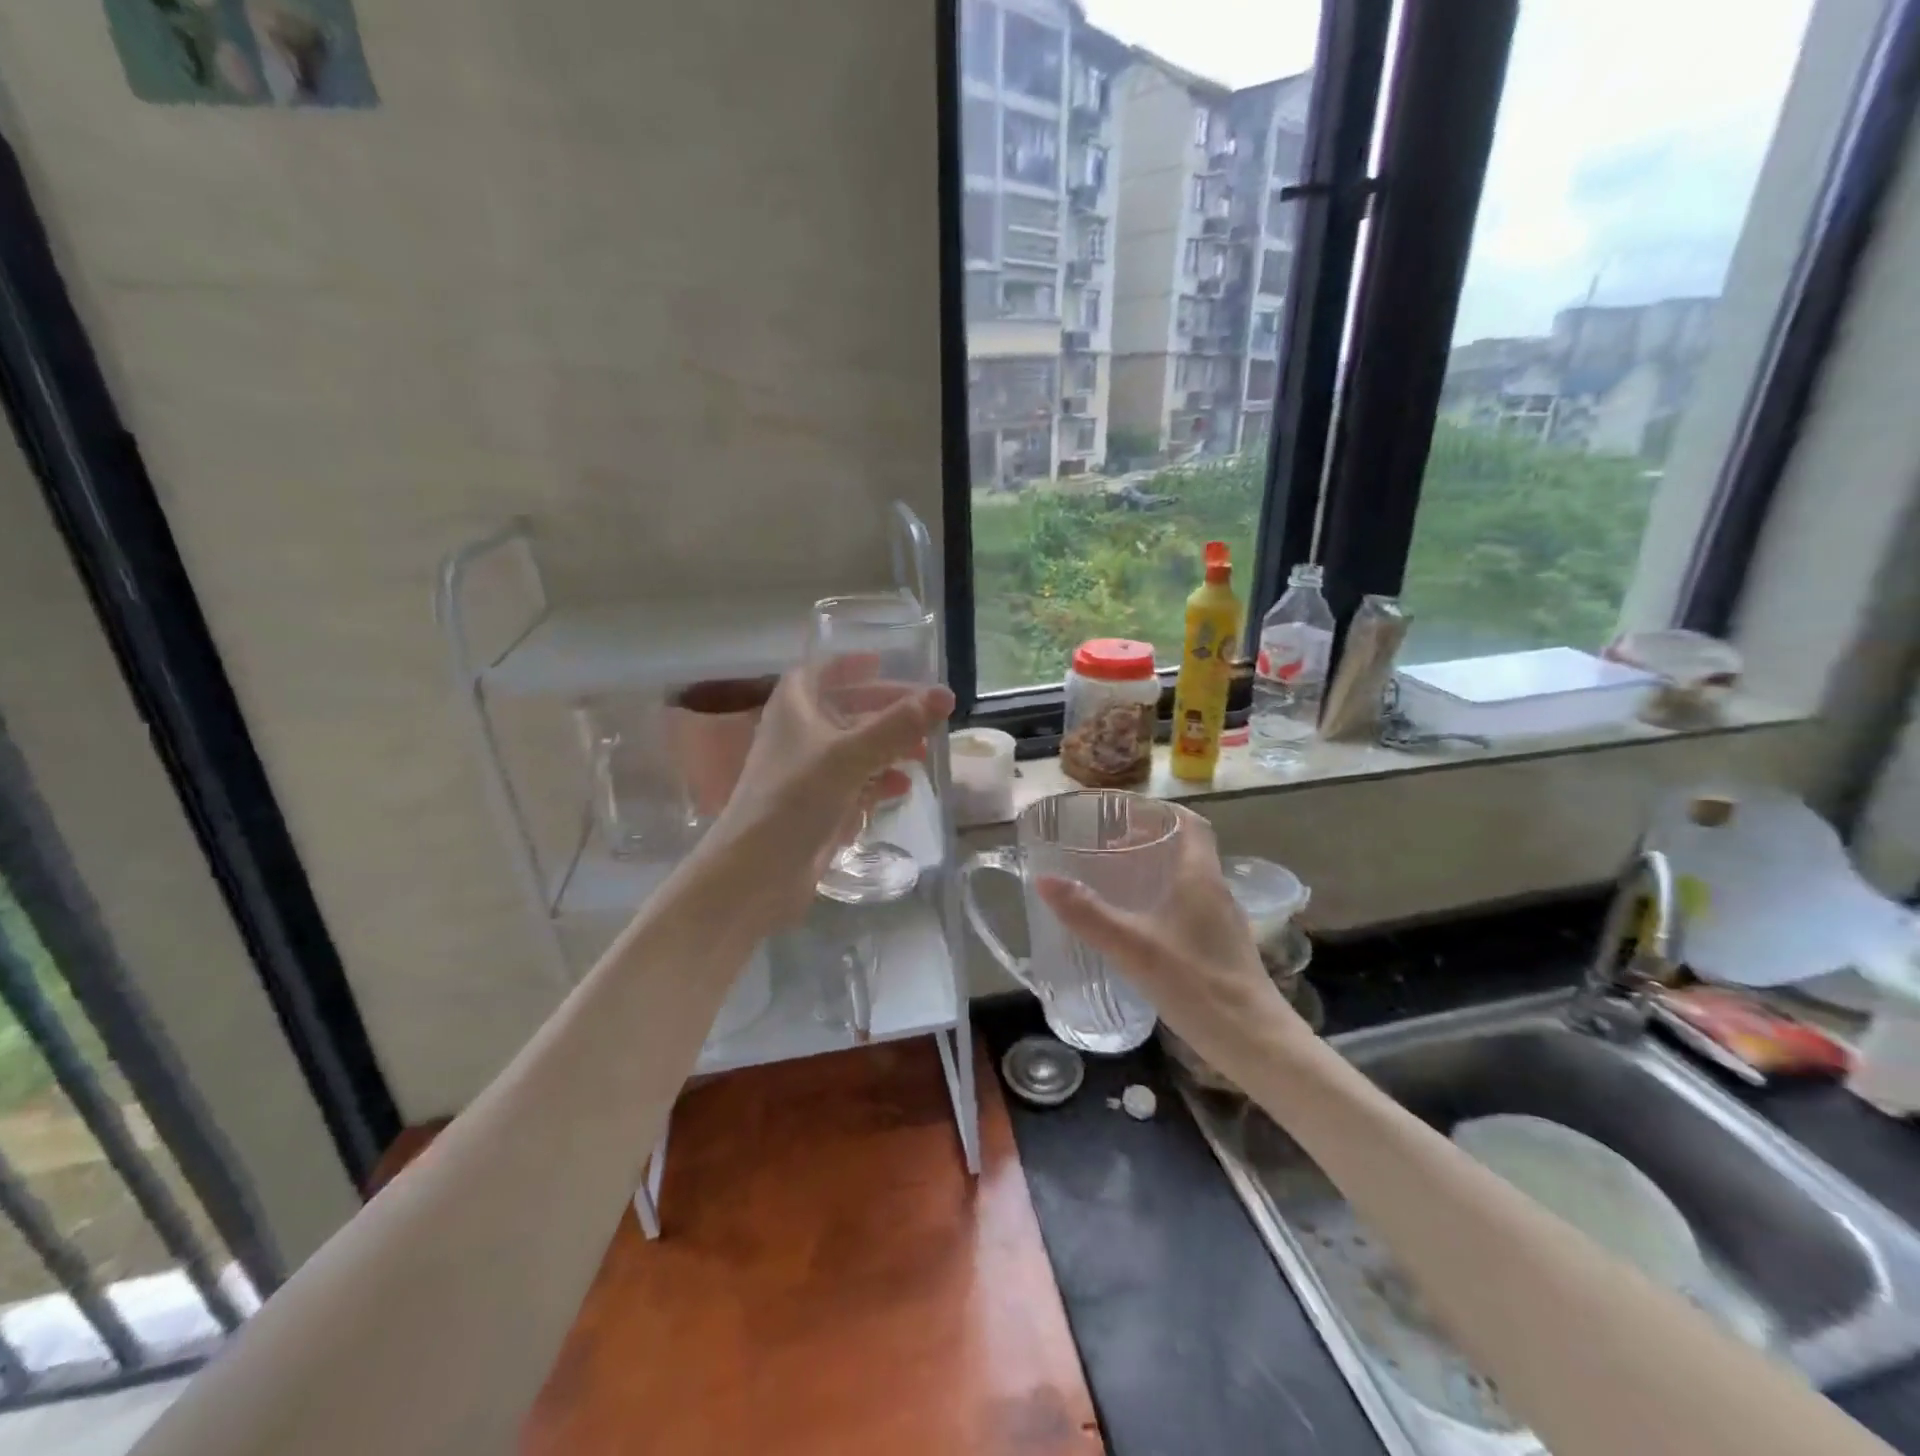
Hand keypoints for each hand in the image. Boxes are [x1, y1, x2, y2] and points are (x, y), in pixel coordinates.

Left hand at [697, 661, 953, 926]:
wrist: (756, 872)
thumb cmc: (795, 798)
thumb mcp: (850, 755)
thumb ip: (897, 725)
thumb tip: (944, 694)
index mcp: (793, 709)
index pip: (819, 672)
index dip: (849, 665)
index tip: (883, 661)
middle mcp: (797, 736)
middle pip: (844, 710)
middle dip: (884, 710)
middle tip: (925, 713)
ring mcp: (805, 774)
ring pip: (852, 749)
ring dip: (887, 747)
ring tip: (923, 752)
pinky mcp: (814, 809)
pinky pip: (852, 784)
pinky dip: (876, 781)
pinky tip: (902, 788)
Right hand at [1036, 808, 1307, 1082]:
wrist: (1254, 1042)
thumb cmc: (1195, 984)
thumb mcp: (1132, 947)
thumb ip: (1087, 913)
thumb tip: (1043, 879)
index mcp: (1200, 877)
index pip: (1189, 823)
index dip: (1158, 812)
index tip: (1123, 815)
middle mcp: (1216, 891)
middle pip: (1187, 848)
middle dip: (1149, 841)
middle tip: (1108, 847)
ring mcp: (1223, 921)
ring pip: (1189, 879)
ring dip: (1157, 871)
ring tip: (1117, 882)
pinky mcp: (1222, 948)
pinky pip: (1191, 907)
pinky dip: (1165, 900)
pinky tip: (1140, 926)